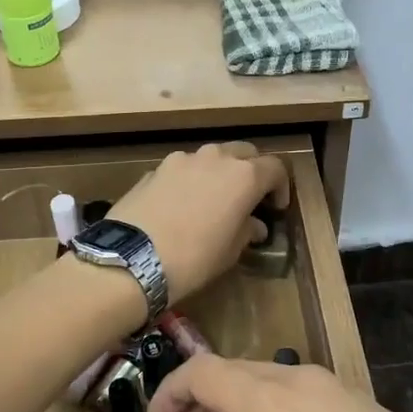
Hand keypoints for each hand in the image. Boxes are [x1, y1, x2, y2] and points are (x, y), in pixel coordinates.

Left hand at [105, 142, 288, 302]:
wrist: (131, 258)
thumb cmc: (194, 258)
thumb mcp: (230, 252)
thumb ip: (247, 230)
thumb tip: (254, 224)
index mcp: (243, 176)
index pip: (275, 168)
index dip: (280, 187)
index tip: (276, 208)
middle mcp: (215, 158)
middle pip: (243, 152)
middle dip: (251, 170)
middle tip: (249, 197)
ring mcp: (181, 160)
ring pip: (210, 157)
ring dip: (218, 172)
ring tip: (213, 200)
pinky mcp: (154, 169)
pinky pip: (182, 169)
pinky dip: (190, 180)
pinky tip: (181, 205)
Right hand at [151, 357, 412, 411]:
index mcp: (266, 403)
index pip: (202, 371)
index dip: (171, 390)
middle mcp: (300, 380)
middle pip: (237, 372)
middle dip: (208, 401)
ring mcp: (339, 389)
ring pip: (274, 381)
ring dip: (246, 407)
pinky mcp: (367, 405)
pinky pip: (307, 393)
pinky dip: (281, 411)